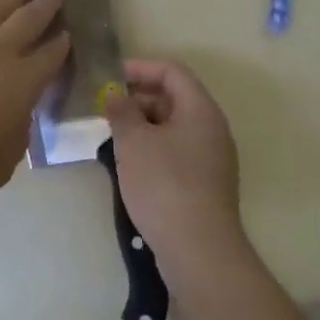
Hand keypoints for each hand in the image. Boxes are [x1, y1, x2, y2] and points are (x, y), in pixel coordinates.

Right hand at [105, 59, 244, 260]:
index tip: (110, 78)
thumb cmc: (164, 184)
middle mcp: (212, 128)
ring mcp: (212, 158)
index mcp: (200, 109)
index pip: (172, 71)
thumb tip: (115, 95)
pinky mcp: (206, 184)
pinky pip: (177, 153)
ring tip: (113, 140)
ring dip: (143, 127)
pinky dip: (153, 150)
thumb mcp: (133, 141)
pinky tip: (131, 168)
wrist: (198, 250)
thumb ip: (121, 111)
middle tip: (107, 112)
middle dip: (138, 100)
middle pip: (174, 98)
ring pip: (174, 128)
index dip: (140, 68)